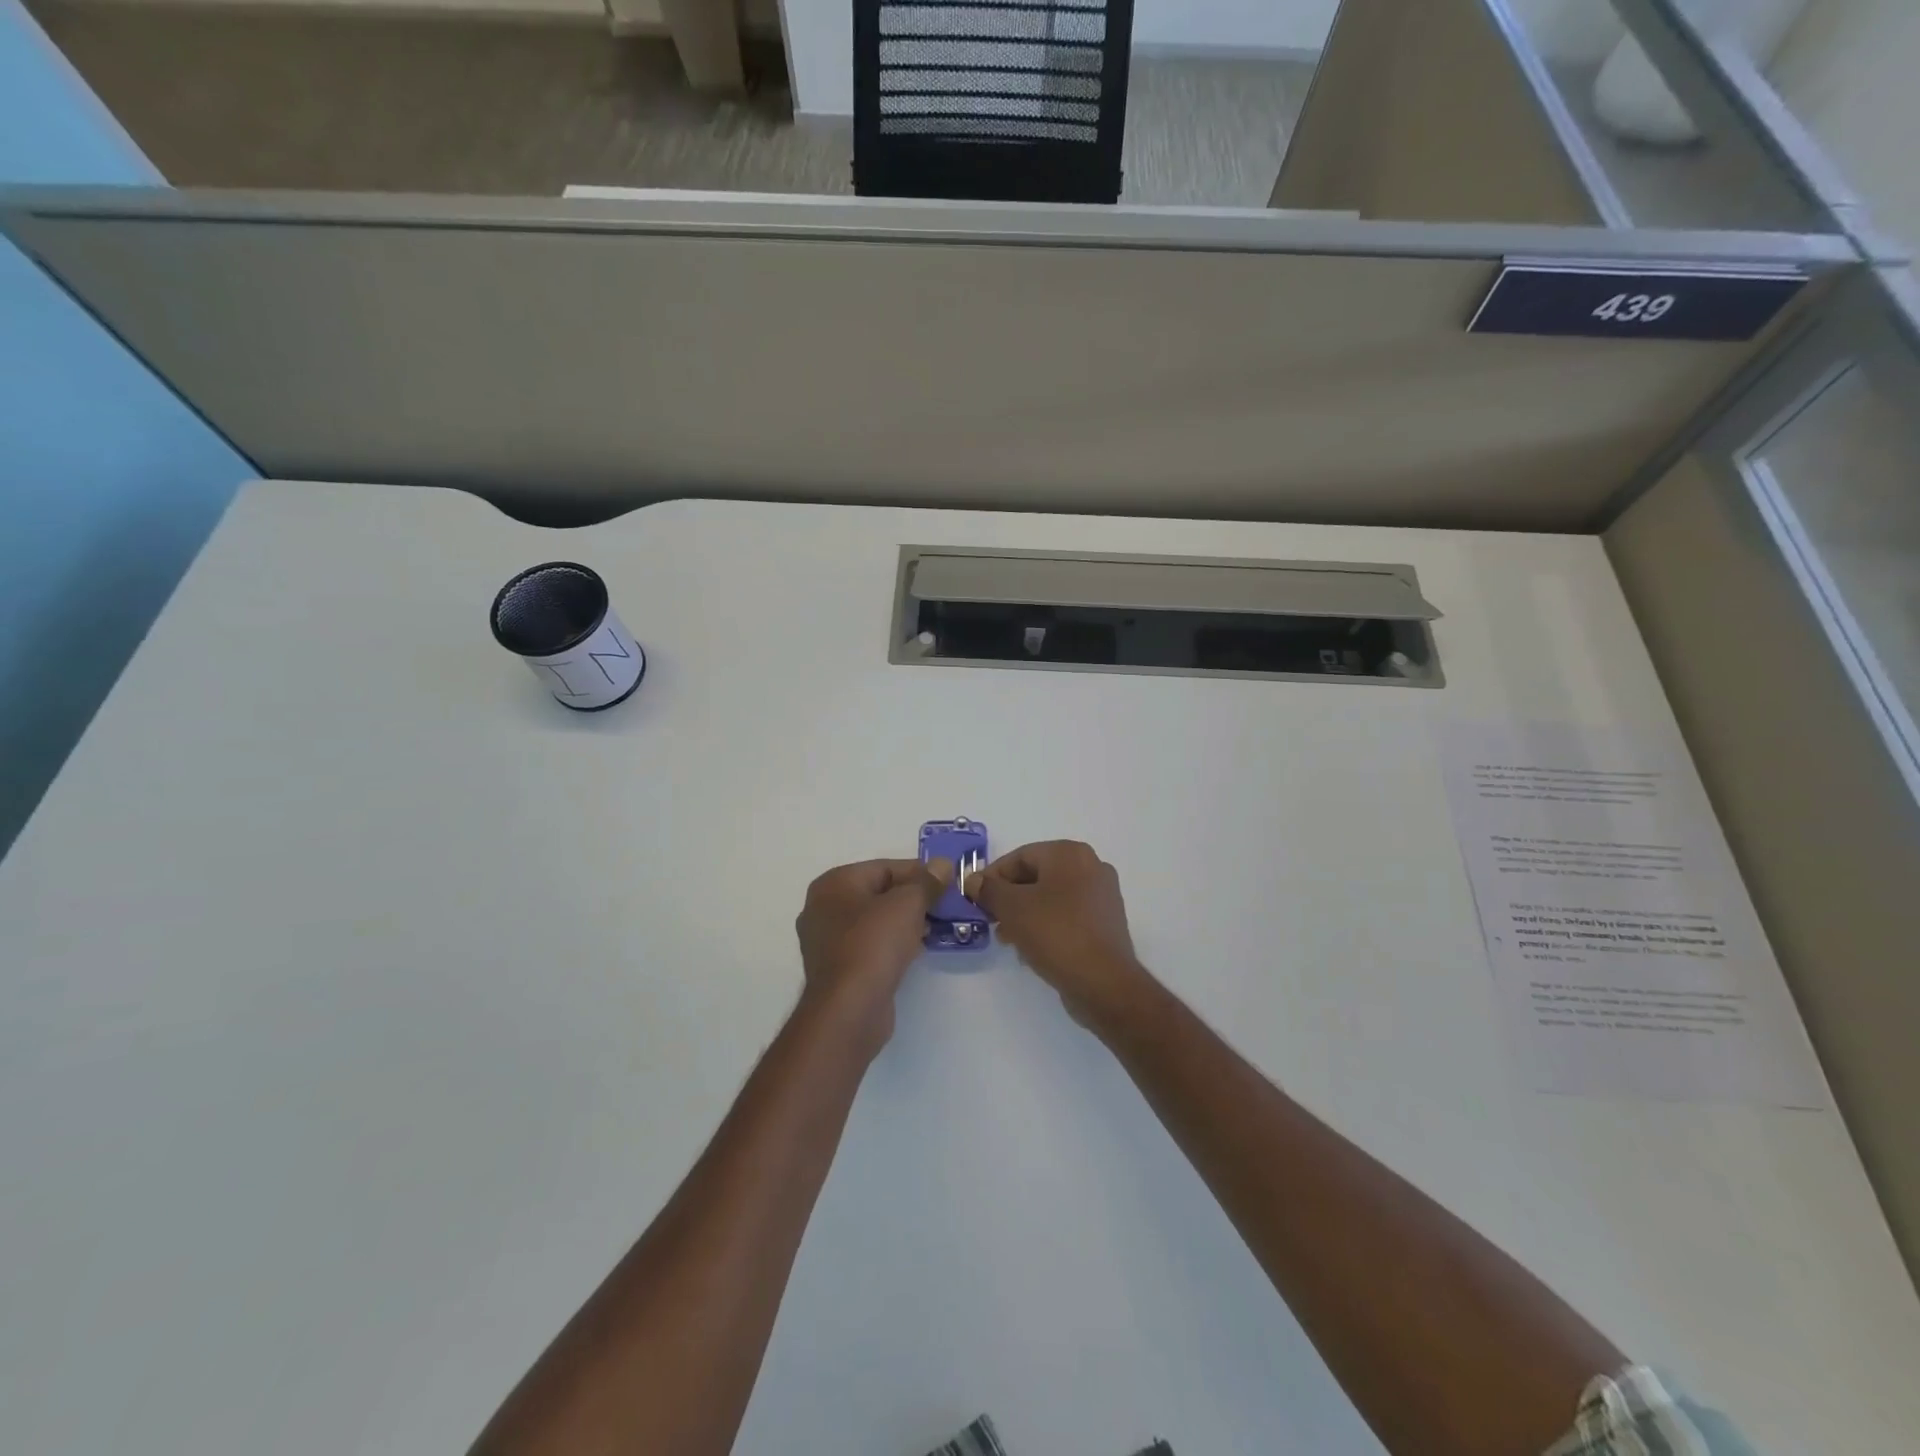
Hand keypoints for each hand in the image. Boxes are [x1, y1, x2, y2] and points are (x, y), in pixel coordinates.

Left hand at [795, 857, 952, 1053]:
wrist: (849, 1009)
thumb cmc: (874, 944)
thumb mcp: (907, 904)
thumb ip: (927, 882)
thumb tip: (942, 864)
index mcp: (833, 884)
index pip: (884, 867)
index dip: (919, 872)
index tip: (947, 882)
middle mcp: (823, 908)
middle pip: (878, 893)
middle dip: (913, 898)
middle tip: (944, 906)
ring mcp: (827, 941)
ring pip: (875, 921)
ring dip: (905, 922)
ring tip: (935, 928)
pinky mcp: (837, 969)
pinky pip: (870, 946)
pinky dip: (892, 944)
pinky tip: (916, 950)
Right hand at [965, 841, 1155, 1031]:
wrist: (1103, 982)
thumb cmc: (1055, 934)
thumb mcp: (1012, 908)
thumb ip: (989, 890)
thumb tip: (974, 880)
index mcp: (1069, 854)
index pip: (1020, 856)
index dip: (992, 876)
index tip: (974, 898)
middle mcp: (1091, 866)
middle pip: (1036, 876)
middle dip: (1009, 897)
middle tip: (989, 919)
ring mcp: (1102, 895)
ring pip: (1051, 897)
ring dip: (1025, 913)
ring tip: (1007, 938)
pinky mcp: (1105, 922)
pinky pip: (1067, 915)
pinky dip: (1046, 925)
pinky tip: (1031, 948)